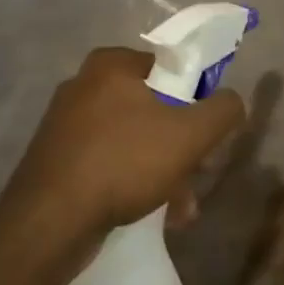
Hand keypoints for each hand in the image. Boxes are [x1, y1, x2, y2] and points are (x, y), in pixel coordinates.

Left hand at [1, 46, 246, 252]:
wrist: (50, 220)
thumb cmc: (124, 162)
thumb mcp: (190, 134)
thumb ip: (223, 110)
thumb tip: (233, 101)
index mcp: (111, 64)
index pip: (170, 68)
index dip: (197, 99)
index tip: (206, 133)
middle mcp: (83, 85)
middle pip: (153, 108)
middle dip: (181, 146)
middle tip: (197, 175)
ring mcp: (66, 123)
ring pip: (133, 140)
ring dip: (163, 171)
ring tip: (180, 209)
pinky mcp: (57, 158)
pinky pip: (108, 162)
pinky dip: (133, 181)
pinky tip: (152, 213)